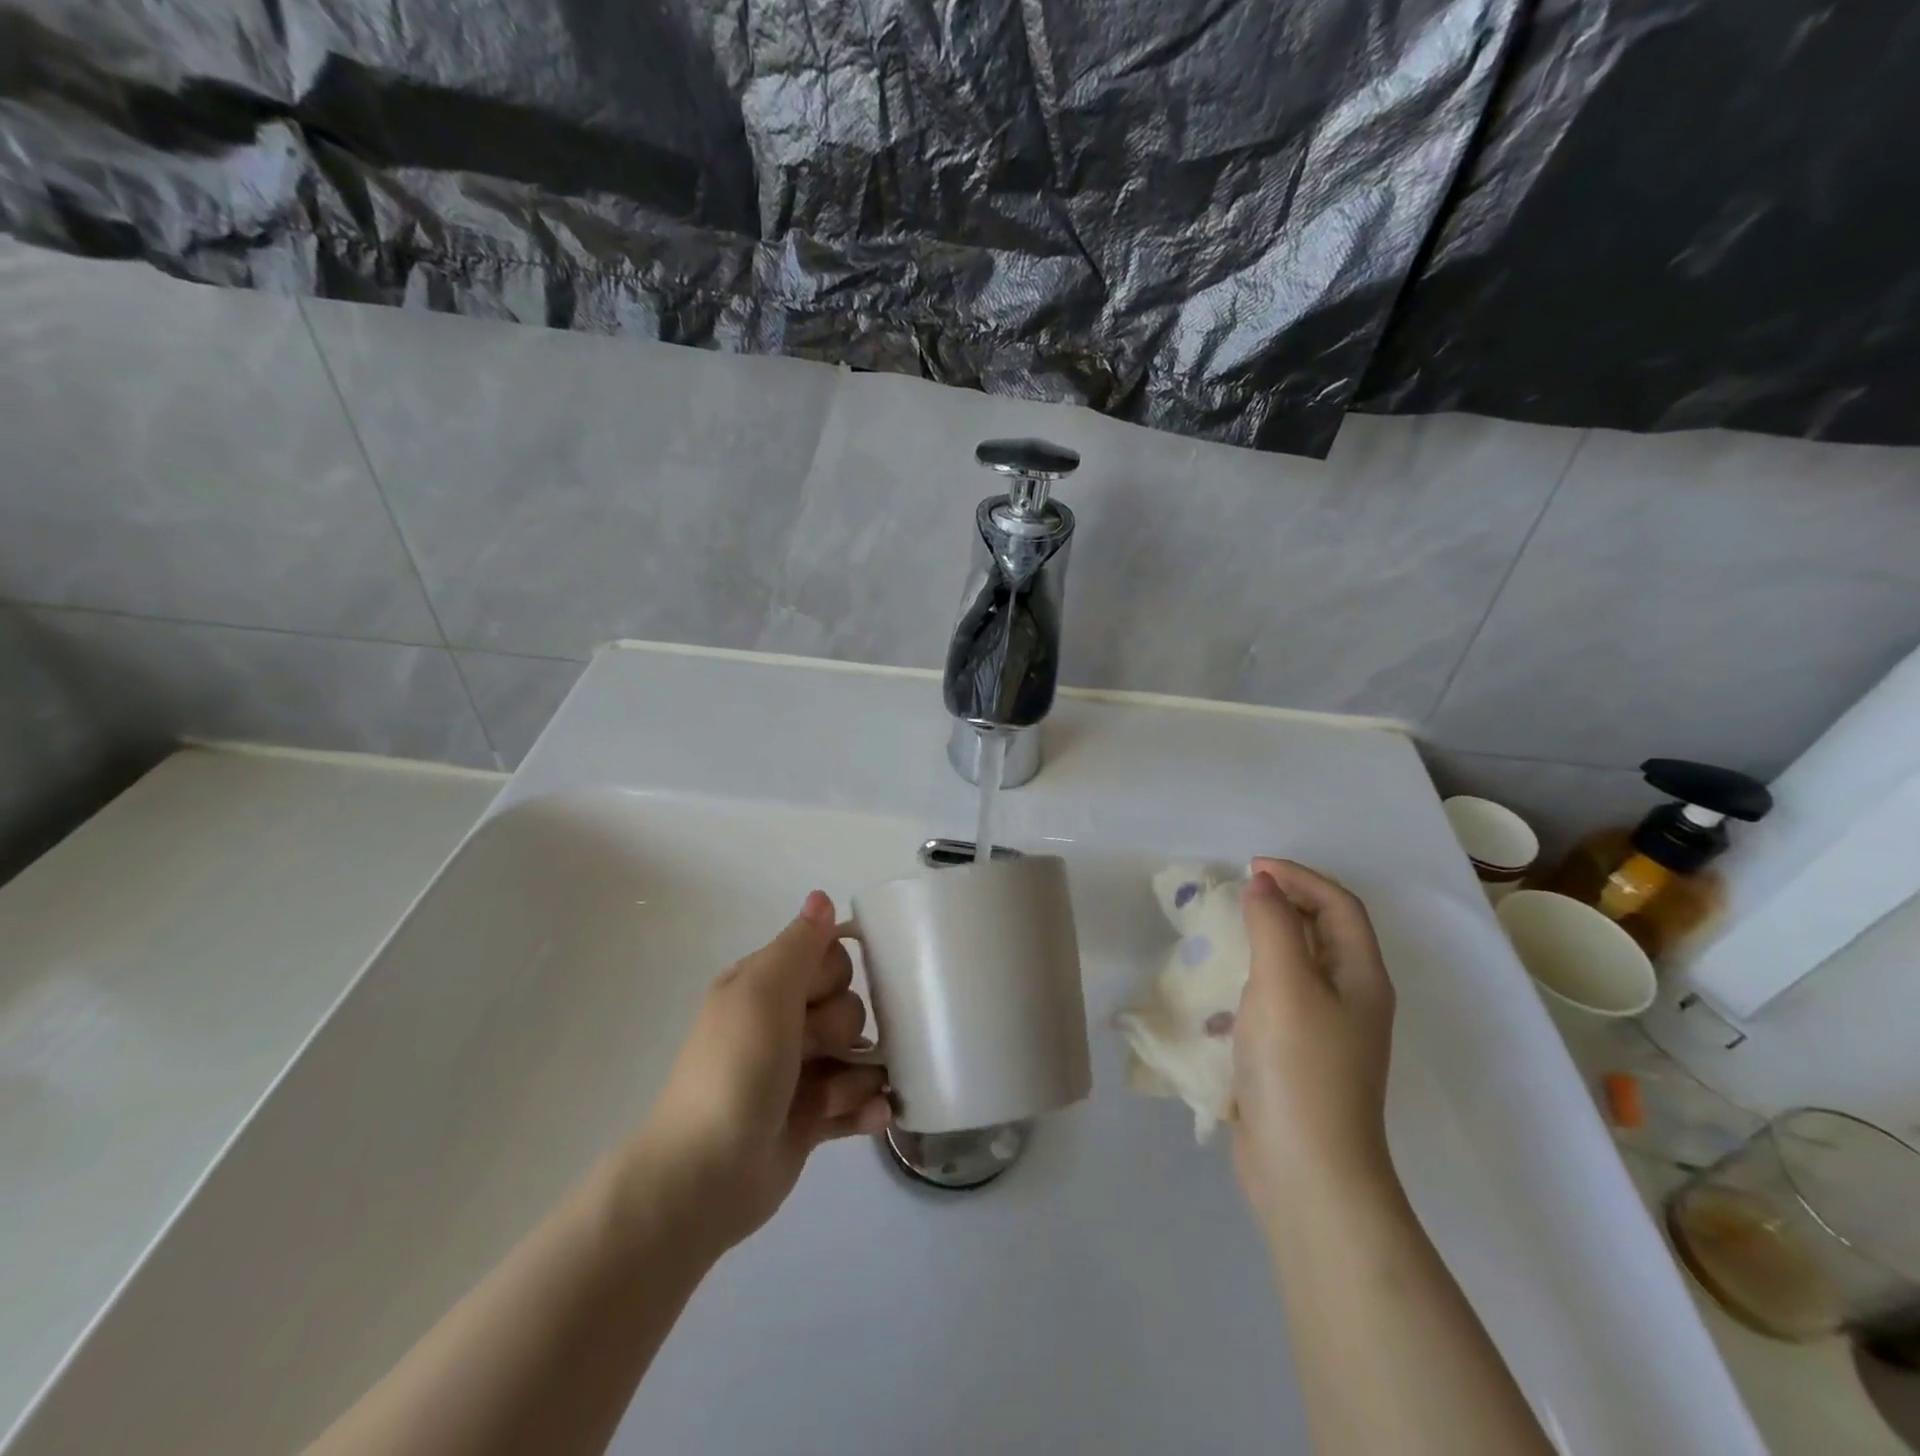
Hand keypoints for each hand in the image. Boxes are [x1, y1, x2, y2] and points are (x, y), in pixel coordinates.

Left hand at [620, 891, 890, 1255]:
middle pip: (846, 1005)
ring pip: (856, 1055)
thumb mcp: (764, 994)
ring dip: (860, 1073)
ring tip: (837, 1096)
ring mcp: (796, 1073)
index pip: (826, 957)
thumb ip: (800, 945)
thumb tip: (822, 895)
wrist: (704, 1177)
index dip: (833, 976)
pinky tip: (875, 1115)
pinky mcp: (809, 1118)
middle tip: (816, 1051)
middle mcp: (780, 1024)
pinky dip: (866, 1107)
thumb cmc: (736, 1070)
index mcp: (763, 987)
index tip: (816, 997)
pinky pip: (855, 1100)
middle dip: (843, 1028)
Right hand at [1231, 859, 1398, 1228]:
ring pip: (1300, 966)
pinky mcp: (1299, 1058)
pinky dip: (1254, 978)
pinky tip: (1223, 990)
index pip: (1338, 905)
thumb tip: (1262, 883)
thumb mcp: (1285, 983)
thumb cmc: (1299, 1067)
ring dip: (1267, 939)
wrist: (1306, 1171)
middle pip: (1325, 932)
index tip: (1250, 868)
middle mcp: (1353, 999)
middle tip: (1238, 893)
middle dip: (1286, 903)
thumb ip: (1273, 924)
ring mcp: (1327, 1032)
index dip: (1299, 877)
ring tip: (1226, 932)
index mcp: (1361, 977)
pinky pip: (1279, 998)